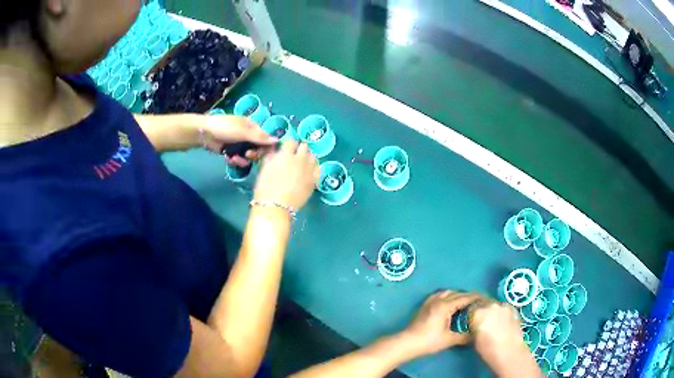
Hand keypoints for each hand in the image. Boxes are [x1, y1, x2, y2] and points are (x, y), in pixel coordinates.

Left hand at [202, 115, 277, 165]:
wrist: (205, 133)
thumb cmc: (225, 127)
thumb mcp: (244, 132)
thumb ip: (260, 138)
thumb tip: (277, 140)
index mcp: (252, 127)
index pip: (265, 139)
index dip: (266, 147)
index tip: (264, 154)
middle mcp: (247, 135)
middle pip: (257, 149)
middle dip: (253, 154)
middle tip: (247, 155)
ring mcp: (239, 144)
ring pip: (247, 156)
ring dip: (242, 159)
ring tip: (234, 158)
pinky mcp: (231, 151)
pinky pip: (238, 159)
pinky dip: (234, 160)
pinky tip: (229, 159)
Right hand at [254, 140, 318, 209]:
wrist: (275, 206)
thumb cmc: (265, 188)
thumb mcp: (264, 168)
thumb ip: (272, 157)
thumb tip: (276, 152)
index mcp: (285, 155)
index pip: (291, 141)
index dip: (288, 144)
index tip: (286, 149)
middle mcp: (300, 159)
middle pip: (304, 146)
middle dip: (299, 149)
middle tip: (294, 156)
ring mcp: (309, 170)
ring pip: (313, 156)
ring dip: (308, 158)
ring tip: (303, 163)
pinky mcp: (314, 180)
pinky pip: (318, 169)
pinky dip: (314, 168)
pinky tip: (309, 172)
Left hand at [398, 291, 481, 358]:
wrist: (407, 342)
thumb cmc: (429, 341)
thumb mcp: (449, 339)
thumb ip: (464, 336)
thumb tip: (476, 335)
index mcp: (445, 305)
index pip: (465, 298)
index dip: (476, 298)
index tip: (486, 299)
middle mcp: (438, 300)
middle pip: (457, 293)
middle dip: (469, 296)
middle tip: (479, 302)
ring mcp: (430, 301)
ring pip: (448, 293)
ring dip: (458, 295)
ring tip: (466, 303)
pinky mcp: (425, 305)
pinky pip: (439, 295)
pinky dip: (448, 296)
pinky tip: (450, 304)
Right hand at [470, 300, 531, 372]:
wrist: (509, 351)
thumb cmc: (488, 349)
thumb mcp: (474, 339)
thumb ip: (474, 328)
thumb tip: (475, 326)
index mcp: (478, 313)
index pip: (471, 309)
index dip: (471, 316)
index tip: (472, 322)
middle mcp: (490, 305)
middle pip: (483, 304)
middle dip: (482, 311)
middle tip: (483, 322)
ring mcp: (503, 306)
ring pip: (495, 305)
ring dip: (493, 311)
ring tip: (495, 322)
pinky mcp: (513, 308)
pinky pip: (504, 308)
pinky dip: (502, 313)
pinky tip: (504, 323)